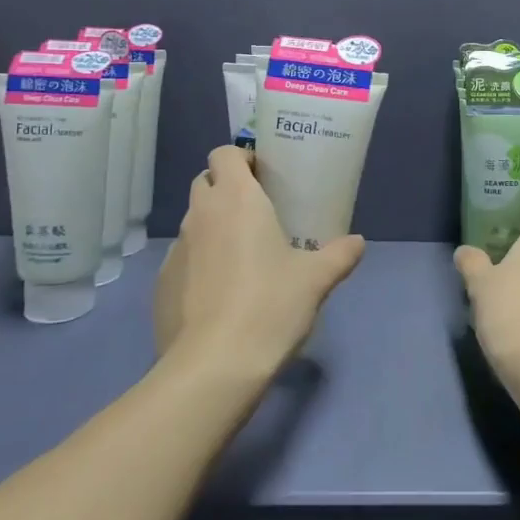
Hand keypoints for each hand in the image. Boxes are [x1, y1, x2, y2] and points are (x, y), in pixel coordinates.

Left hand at [154, 145, 365, 374]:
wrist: (213, 366)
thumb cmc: (270, 305)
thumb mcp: (316, 279)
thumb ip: (339, 255)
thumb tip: (358, 242)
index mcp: (237, 199)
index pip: (224, 154)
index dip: (241, 159)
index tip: (263, 177)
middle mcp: (201, 214)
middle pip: (206, 182)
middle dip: (226, 188)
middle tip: (257, 213)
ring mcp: (176, 249)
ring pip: (194, 221)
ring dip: (213, 226)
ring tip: (242, 256)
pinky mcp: (161, 283)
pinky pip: (183, 258)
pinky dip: (200, 262)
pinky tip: (220, 294)